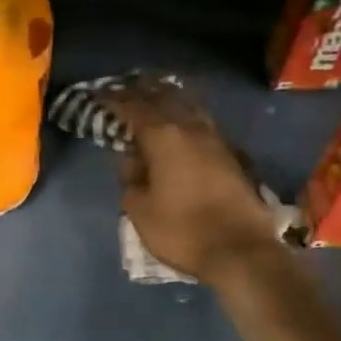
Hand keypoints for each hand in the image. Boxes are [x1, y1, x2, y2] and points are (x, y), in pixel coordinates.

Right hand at [102, 78, 280, 285]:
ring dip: (169, 99)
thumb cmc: (181, 231)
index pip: (133, 108)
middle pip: (165, 98)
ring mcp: (217, 140)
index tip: (99, 96)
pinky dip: (186, 117)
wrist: (240, 250)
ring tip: (153, 98)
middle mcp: (191, 129)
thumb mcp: (140, 209)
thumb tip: (133, 161)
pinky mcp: (233, 156)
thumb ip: (131, 179)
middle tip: (125, 89)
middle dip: (143, 91)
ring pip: (189, 107)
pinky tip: (181, 124)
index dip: (114, 100)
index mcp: (163, 137)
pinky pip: (203, 124)